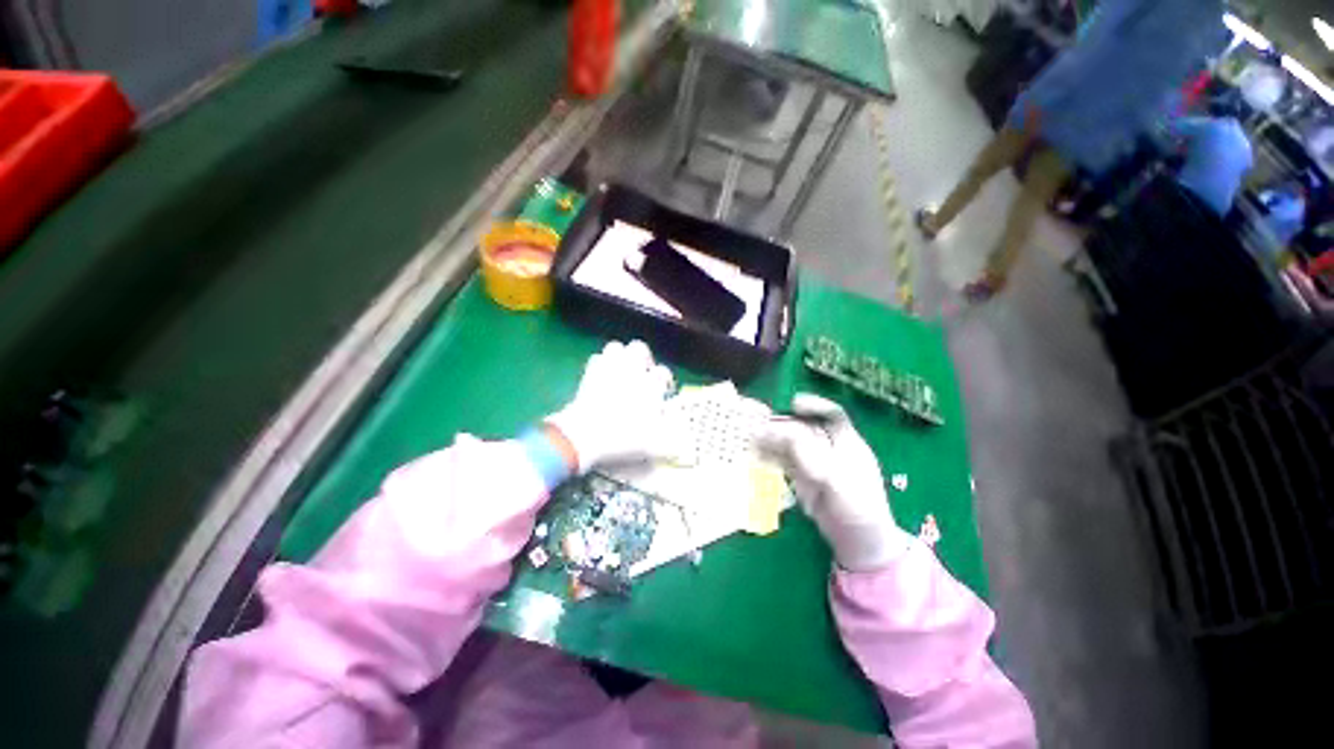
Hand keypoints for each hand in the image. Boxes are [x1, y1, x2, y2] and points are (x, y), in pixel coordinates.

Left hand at [545, 340, 674, 470]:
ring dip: (621, 356)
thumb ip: (668, 441)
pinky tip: (602, 376)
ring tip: (622, 370)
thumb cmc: (622, 439)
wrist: (584, 436)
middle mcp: (631, 372)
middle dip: (643, 357)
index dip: (665, 380)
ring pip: (616, 347)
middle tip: (643, 372)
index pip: (662, 373)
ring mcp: (608, 370)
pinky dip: (601, 364)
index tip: (664, 391)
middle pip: (639, 348)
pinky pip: (597, 359)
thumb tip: (678, 442)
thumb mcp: (651, 446)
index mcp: (649, 386)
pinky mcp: (589, 375)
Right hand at [757, 394, 908, 570]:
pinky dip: (771, 456)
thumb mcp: (837, 478)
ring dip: (772, 440)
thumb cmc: (858, 507)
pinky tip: (757, 455)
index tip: (793, 404)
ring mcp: (816, 463)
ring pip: (791, 444)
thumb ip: (810, 454)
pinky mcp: (803, 478)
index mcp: (848, 443)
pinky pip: (785, 461)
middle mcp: (830, 448)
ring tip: (752, 439)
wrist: (858, 543)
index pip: (832, 415)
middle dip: (782, 425)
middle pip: (804, 428)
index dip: (814, 406)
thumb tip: (784, 432)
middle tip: (759, 427)